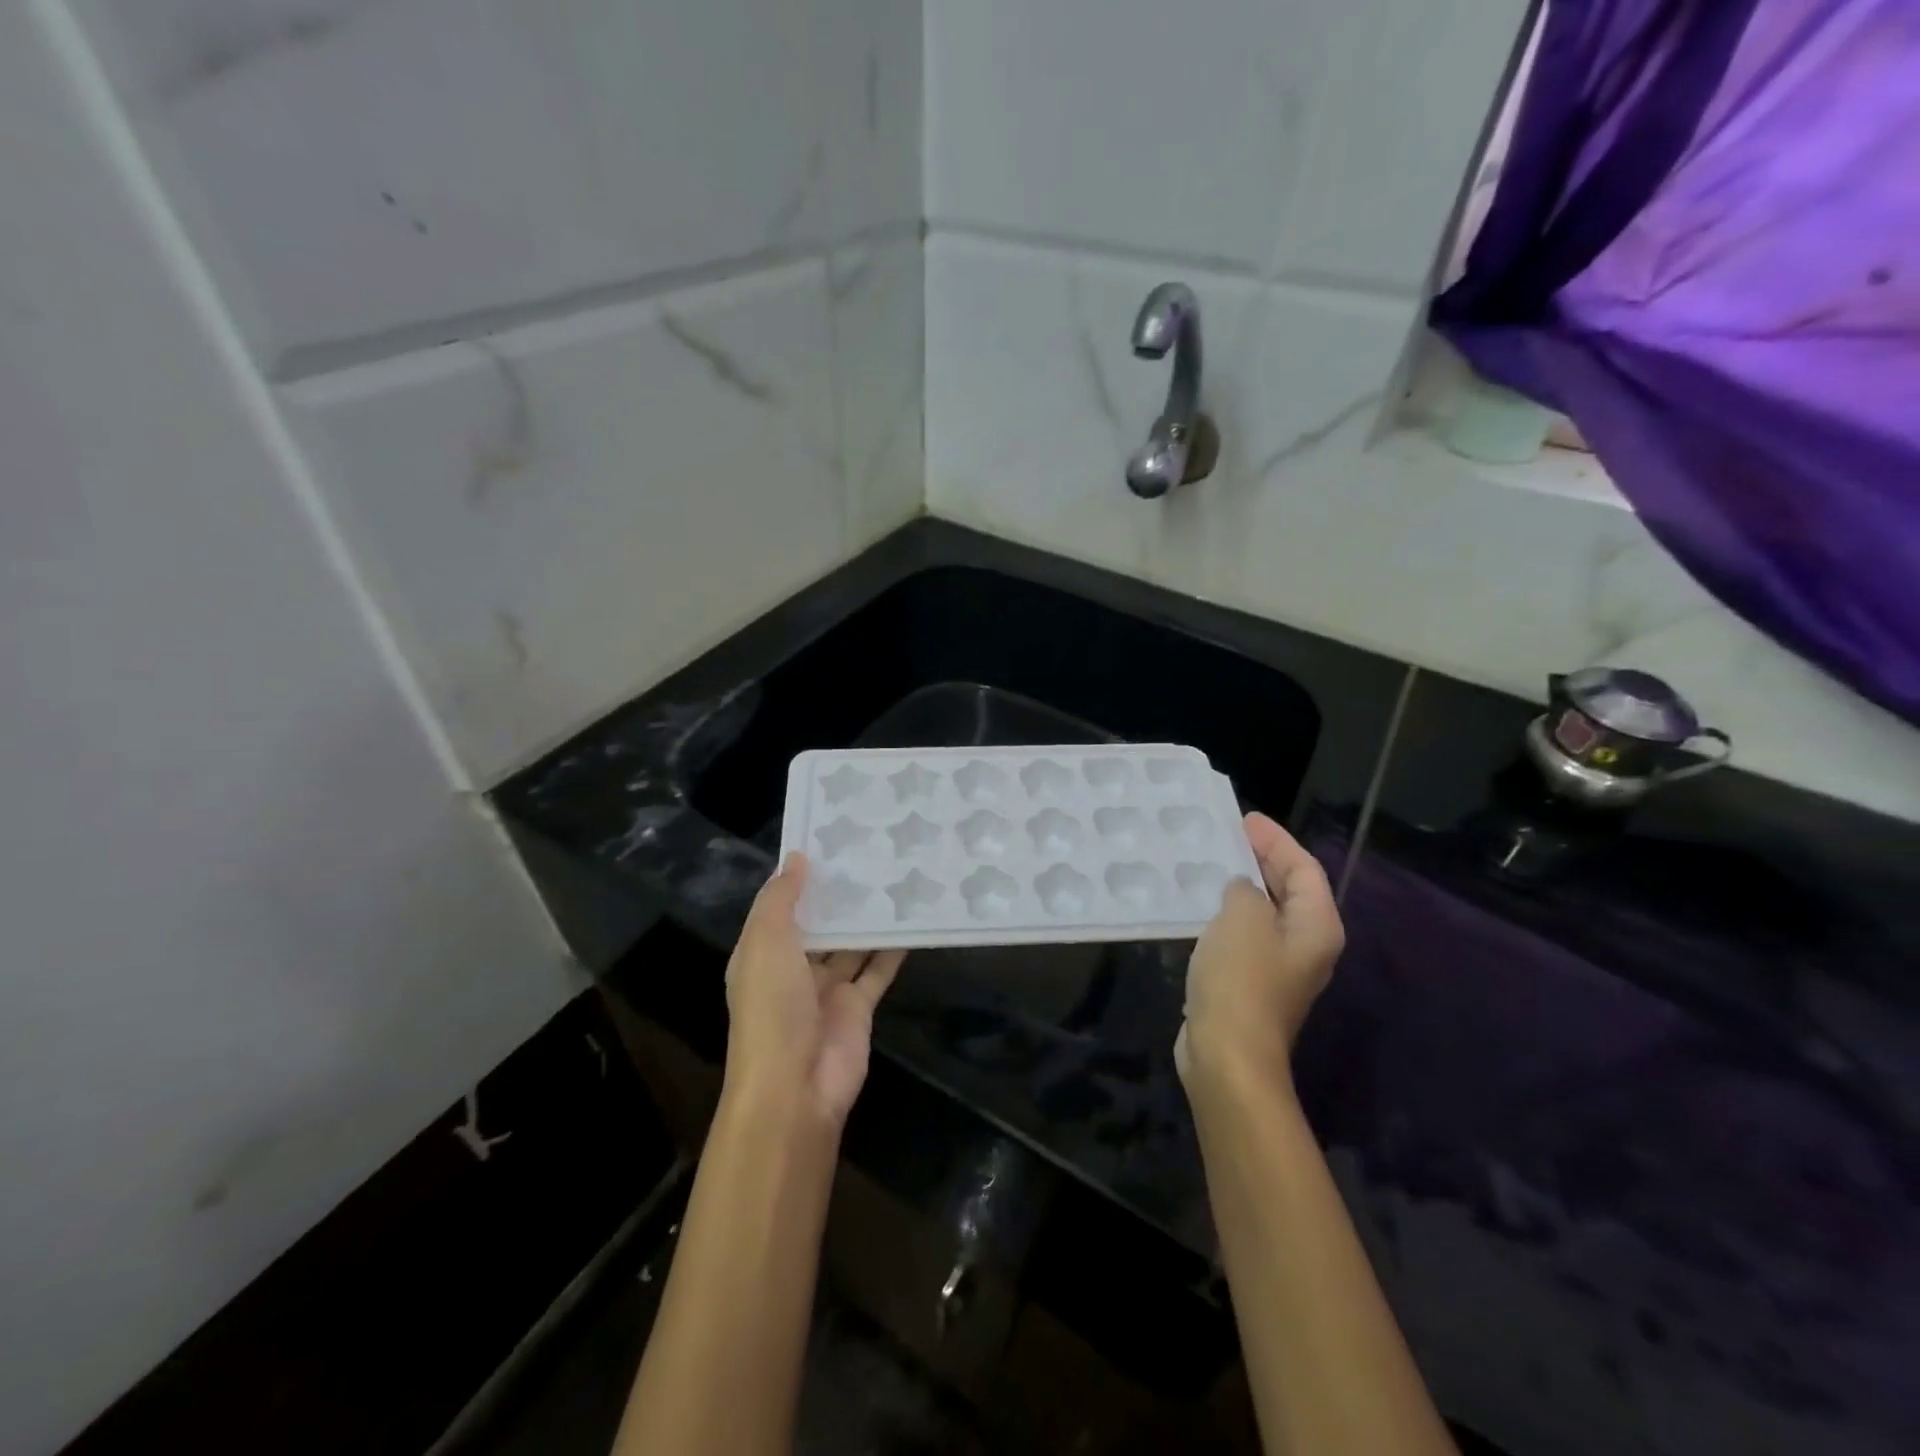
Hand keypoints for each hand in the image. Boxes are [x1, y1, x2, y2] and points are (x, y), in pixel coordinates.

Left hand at [723, 853, 904, 1127]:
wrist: (796, 1086)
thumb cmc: (772, 1008)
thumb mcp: (765, 943)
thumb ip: (780, 899)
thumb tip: (797, 858)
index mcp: (762, 953)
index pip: (780, 907)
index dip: (800, 877)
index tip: (828, 840)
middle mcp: (794, 968)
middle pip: (819, 924)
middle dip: (839, 896)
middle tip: (870, 852)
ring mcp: (828, 989)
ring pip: (851, 944)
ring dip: (867, 918)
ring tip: (894, 877)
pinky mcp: (859, 1006)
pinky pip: (878, 969)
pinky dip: (893, 948)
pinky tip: (911, 919)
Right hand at [1177, 812, 1343, 1093]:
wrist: (1227, 1054)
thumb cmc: (1241, 979)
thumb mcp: (1242, 918)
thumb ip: (1245, 890)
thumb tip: (1241, 890)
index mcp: (1316, 926)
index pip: (1304, 868)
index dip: (1277, 840)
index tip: (1245, 819)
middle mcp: (1305, 944)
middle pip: (1290, 888)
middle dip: (1262, 859)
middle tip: (1229, 834)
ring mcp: (1279, 967)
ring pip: (1265, 911)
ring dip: (1243, 886)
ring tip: (1213, 862)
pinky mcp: (1251, 983)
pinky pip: (1244, 933)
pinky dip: (1228, 913)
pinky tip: (1202, 904)